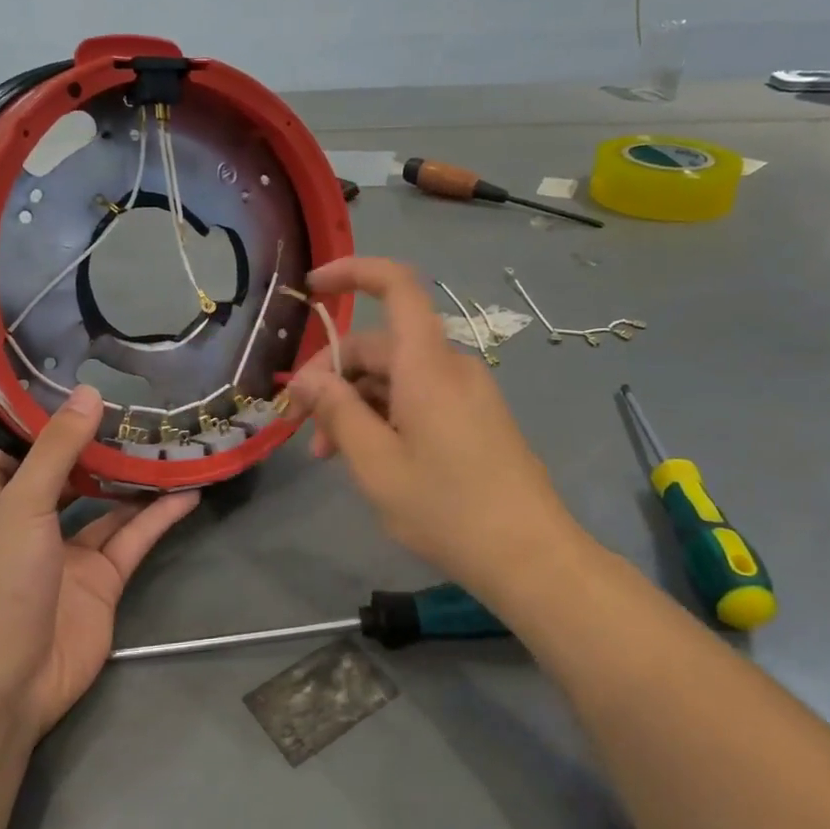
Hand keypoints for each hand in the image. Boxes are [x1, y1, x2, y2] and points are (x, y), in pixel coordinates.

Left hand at [0, 386, 198, 735]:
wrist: (8, 679)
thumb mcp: (23, 504)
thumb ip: (58, 450)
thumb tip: (89, 393)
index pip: (13, 456)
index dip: (37, 428)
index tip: (72, 394)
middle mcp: (34, 525)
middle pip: (70, 478)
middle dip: (98, 450)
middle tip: (137, 413)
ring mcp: (71, 556)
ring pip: (109, 508)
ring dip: (136, 481)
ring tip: (171, 444)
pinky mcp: (104, 582)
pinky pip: (134, 540)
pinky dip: (159, 518)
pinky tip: (188, 492)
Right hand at [286, 257, 579, 603]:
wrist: (530, 556)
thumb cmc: (446, 508)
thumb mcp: (376, 463)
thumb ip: (337, 411)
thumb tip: (305, 378)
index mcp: (427, 364)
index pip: (396, 285)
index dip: (352, 272)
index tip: (312, 287)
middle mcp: (450, 366)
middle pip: (381, 345)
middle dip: (333, 376)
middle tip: (300, 426)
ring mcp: (467, 392)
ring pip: (396, 376)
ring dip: (355, 404)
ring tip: (328, 456)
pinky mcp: (475, 417)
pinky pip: (419, 397)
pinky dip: (385, 415)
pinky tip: (368, 457)